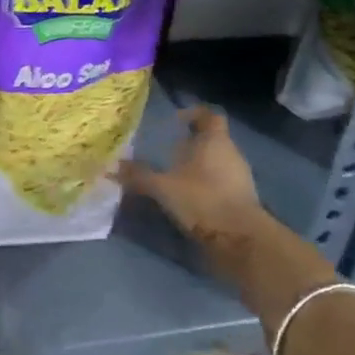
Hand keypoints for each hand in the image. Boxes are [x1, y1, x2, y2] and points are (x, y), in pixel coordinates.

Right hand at [119, 107, 266, 245]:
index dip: (194, 114)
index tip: (176, 121)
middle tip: (168, 151)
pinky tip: (189, 198)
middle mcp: (231, 153)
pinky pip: (222, 183)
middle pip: (213, 139)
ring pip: (218, 162)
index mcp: (215, 140)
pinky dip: (207, 186)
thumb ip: (139, 176)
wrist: (241, 240)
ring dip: (199, 166)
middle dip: (192, 143)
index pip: (209, 115)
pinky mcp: (243, 199)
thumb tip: (112, 167)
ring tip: (175, 176)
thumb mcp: (164, 187)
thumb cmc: (203, 200)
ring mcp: (240, 177)